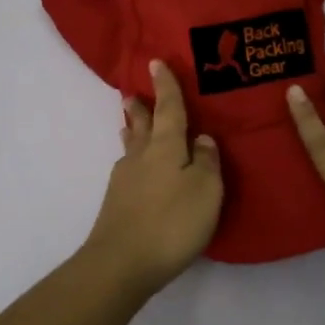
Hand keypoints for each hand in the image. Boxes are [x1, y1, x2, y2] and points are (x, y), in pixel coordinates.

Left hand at [81, 60, 223, 296]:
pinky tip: (137, 168)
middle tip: (134, 92)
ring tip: (132, 121)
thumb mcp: (206, 191)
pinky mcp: (117, 203)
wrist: (122, 262)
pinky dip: (135, 158)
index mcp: (166, 146)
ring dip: (133, 130)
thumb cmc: (172, 222)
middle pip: (142, 124)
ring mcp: (124, 180)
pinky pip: (129, 168)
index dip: (166, 86)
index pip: (169, 108)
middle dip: (141, 107)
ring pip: (132, 146)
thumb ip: (208, 162)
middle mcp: (141, 156)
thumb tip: (203, 139)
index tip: (155, 62)